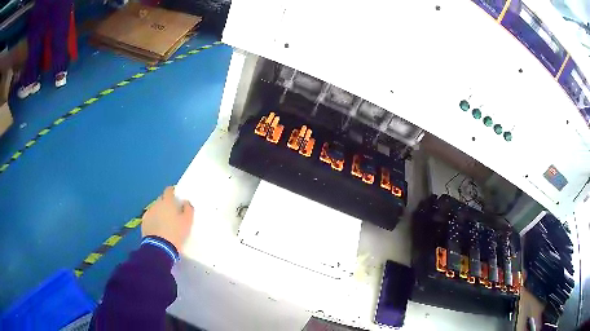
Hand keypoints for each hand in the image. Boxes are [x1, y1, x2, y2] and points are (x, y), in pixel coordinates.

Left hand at [142, 186, 193, 252]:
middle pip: (161, 199)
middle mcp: (156, 204)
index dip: (173, 192)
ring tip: (165, 222)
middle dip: (166, 203)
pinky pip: (150, 217)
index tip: (177, 197)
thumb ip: (188, 209)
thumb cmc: (176, 233)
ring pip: (155, 209)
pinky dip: (154, 220)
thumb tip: (185, 202)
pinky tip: (158, 228)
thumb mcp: (188, 222)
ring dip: (159, 212)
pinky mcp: (144, 222)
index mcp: (167, 202)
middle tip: (173, 212)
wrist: (160, 247)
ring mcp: (148, 213)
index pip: (169, 190)